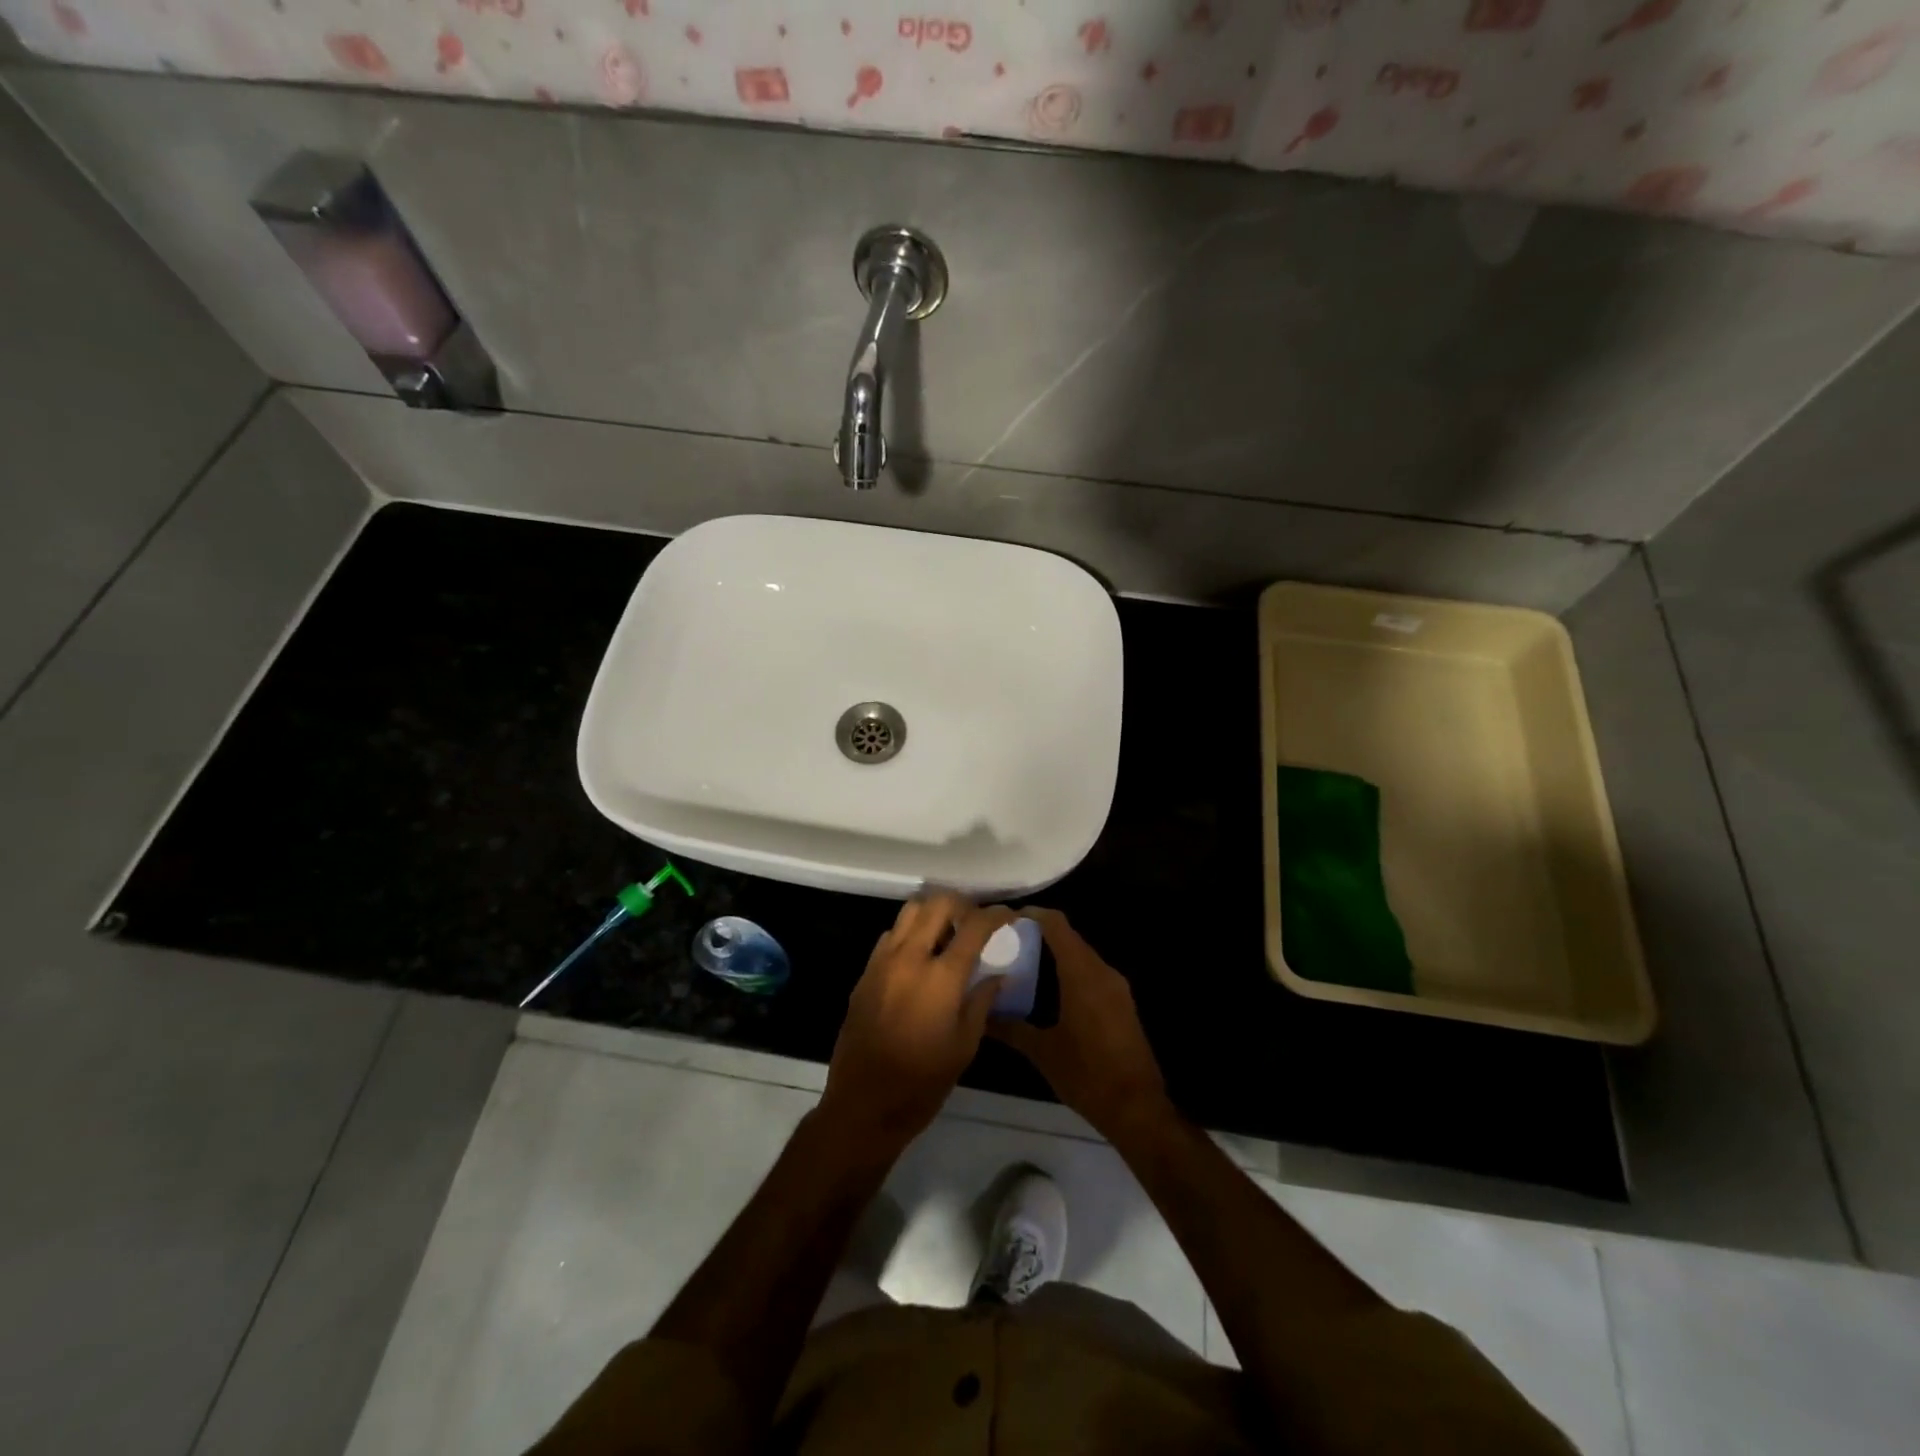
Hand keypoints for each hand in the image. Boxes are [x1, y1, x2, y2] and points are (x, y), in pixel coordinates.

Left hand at [818, 894, 1012, 1151]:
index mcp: (940, 976)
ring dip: (933, 912)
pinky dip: (911, 931)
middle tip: (976, 919)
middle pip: (937, 903)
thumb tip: (998, 975)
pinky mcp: (865, 972)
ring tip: (949, 931)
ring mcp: (882, 961)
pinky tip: (921, 955)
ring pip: (910, 911)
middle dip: (962, 903)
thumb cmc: (923, 1082)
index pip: (974, 926)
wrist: (863, 1104)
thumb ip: (982, 1001)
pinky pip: (891, 934)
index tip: (1009, 915)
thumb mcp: (965, 1045)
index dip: (996, 915)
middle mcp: (909, 957)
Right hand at [989, 908, 1170, 1140]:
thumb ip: (1010, 1028)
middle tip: (1008, 940)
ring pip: (1082, 955)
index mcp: (1082, 974)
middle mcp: (1102, 972)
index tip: (1006, 918)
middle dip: (1041, 934)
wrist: (1137, 1107)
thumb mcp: (1042, 1052)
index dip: (1034, 915)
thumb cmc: (1087, 1074)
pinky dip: (1071, 970)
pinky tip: (1050, 988)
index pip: (1058, 926)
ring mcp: (1116, 987)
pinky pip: (1092, 973)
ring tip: (1024, 961)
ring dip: (1056, 953)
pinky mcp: (1122, 1003)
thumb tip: (980, 1016)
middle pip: (1070, 938)